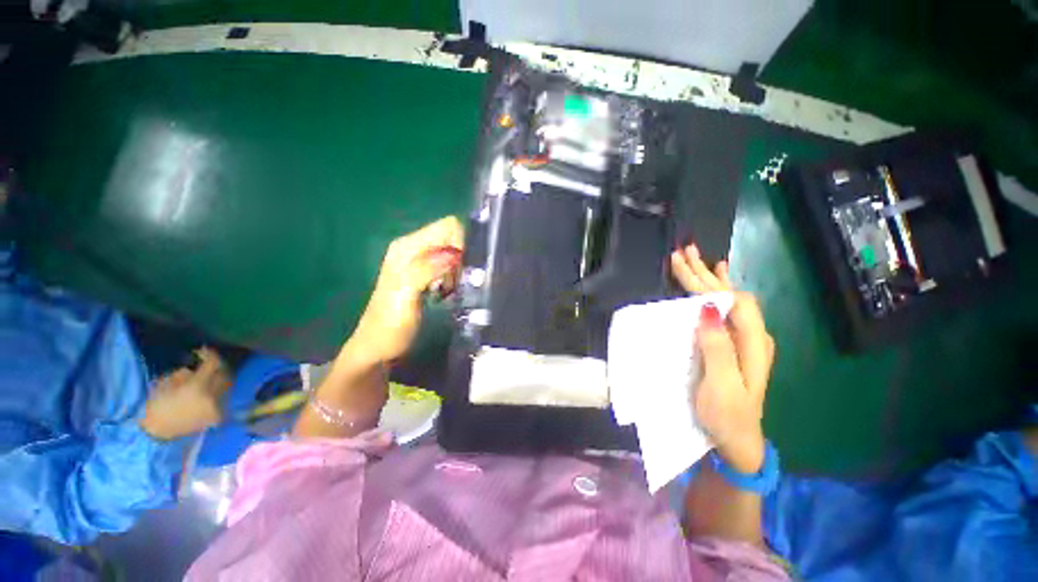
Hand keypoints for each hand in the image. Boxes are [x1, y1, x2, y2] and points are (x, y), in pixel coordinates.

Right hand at [139, 348, 231, 440]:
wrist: (157, 434)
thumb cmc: (157, 407)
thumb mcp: (165, 384)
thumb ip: (183, 374)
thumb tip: (195, 368)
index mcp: (197, 387)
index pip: (213, 364)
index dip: (210, 355)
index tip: (203, 351)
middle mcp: (212, 396)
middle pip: (224, 374)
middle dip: (217, 366)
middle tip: (208, 363)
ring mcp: (217, 406)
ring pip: (226, 385)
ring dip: (219, 378)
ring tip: (208, 376)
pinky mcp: (218, 415)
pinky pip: (223, 397)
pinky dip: (218, 391)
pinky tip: (209, 390)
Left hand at [351, 216, 463, 364]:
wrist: (378, 348)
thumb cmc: (390, 324)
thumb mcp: (405, 295)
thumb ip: (426, 270)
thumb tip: (455, 255)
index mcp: (407, 247)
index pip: (447, 226)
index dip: (461, 243)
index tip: (462, 269)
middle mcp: (413, 248)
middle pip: (452, 237)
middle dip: (461, 258)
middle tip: (455, 283)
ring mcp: (419, 261)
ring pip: (453, 252)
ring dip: (458, 270)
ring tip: (448, 290)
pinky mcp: (424, 274)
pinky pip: (449, 266)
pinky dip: (453, 277)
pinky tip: (445, 292)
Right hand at [671, 245, 775, 472]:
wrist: (737, 441)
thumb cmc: (727, 416)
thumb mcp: (722, 385)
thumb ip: (718, 347)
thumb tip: (707, 308)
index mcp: (752, 343)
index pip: (732, 300)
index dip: (707, 281)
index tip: (683, 265)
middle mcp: (752, 336)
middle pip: (730, 296)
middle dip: (705, 273)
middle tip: (685, 251)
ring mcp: (743, 341)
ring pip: (727, 301)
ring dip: (710, 279)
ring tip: (698, 259)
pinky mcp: (731, 346)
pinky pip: (724, 312)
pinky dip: (716, 293)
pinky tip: (716, 284)